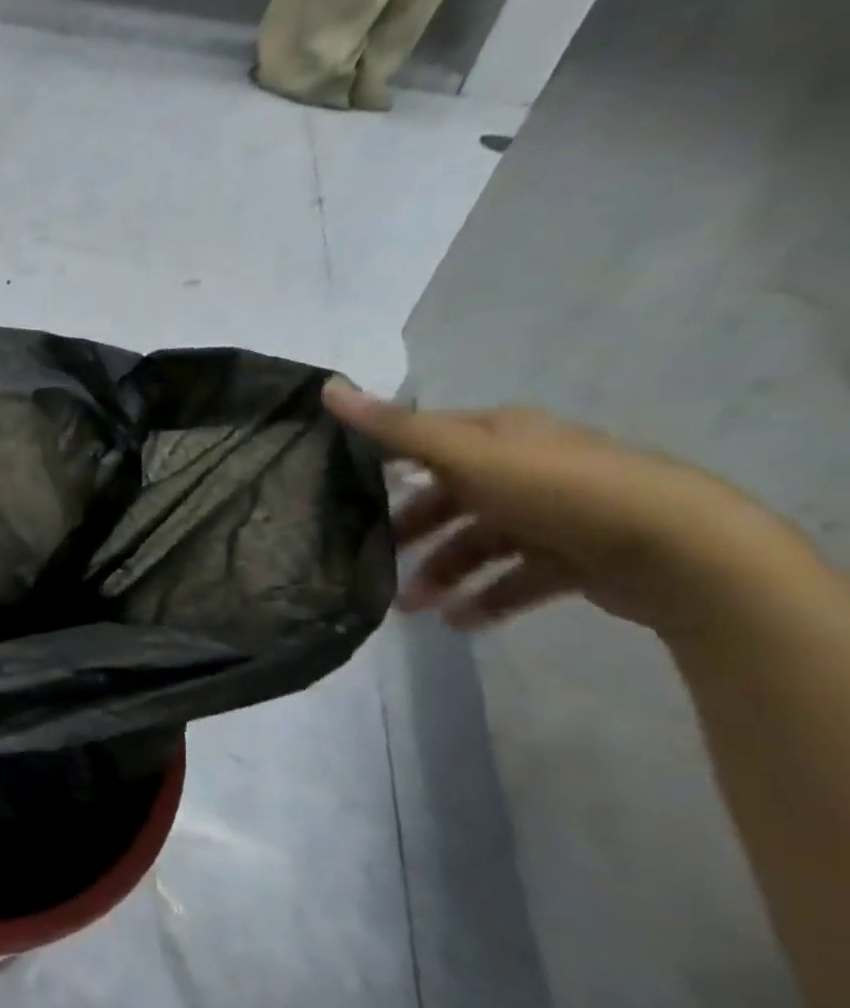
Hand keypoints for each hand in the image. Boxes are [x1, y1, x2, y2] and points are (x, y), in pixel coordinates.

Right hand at [322, 379, 775, 632]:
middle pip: (451, 497)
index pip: (428, 440)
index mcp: (502, 435)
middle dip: (412, 531)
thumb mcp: (467, 456)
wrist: (679, 551)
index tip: (342, 487)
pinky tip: (460, 621)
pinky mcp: (576, 558)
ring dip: (443, 573)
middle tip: (373, 560)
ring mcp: (554, 514)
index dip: (385, 458)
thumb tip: (327, 386)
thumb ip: (396, 430)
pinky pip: (518, 578)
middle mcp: (526, 468)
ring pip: (480, 543)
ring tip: (414, 608)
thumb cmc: (559, 491)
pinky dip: (488, 598)